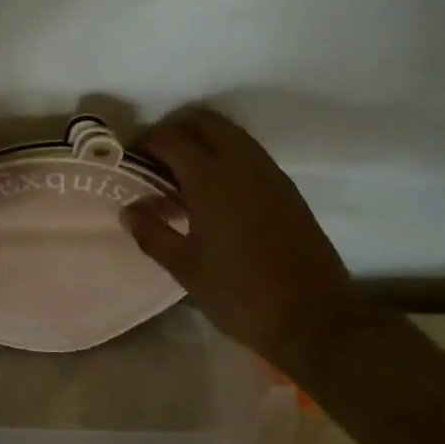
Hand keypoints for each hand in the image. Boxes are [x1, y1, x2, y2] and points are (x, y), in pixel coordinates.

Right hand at [121, 108, 367, 366]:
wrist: (316, 321)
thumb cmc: (242, 296)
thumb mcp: (187, 269)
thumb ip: (153, 233)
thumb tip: (128, 209)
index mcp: (211, 180)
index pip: (171, 140)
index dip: (146, 143)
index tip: (131, 159)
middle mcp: (242, 164)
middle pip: (204, 122)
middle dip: (176, 130)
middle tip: (157, 159)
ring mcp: (270, 173)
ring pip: (231, 134)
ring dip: (203, 140)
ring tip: (183, 175)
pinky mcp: (287, 188)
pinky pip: (250, 153)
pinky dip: (227, 154)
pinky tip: (216, 192)